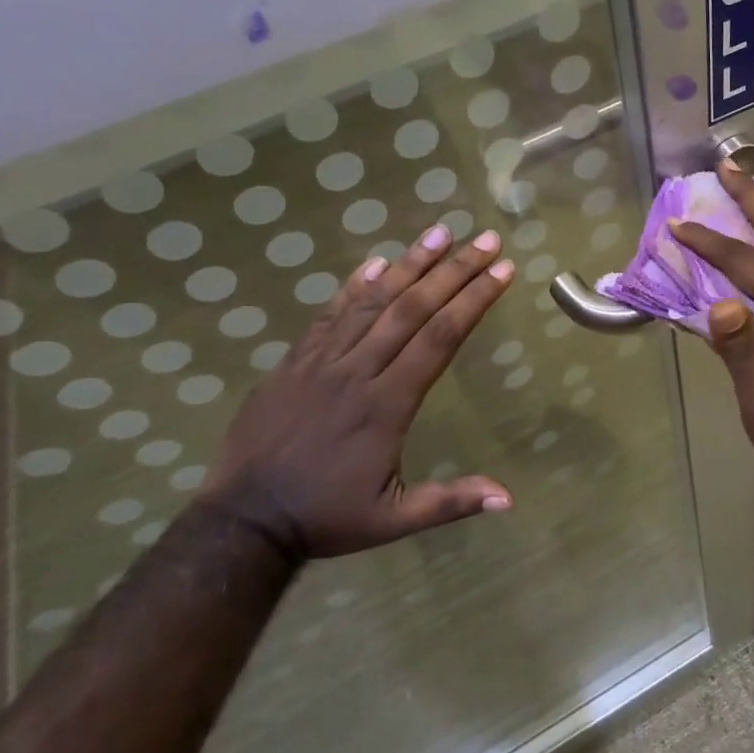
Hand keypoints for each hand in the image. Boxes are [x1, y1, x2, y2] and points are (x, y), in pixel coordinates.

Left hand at [199, 222, 516, 560]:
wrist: (243, 521)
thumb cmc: (325, 518)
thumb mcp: (393, 520)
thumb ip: (451, 502)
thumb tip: (509, 499)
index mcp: (388, 405)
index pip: (440, 338)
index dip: (473, 301)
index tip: (502, 271)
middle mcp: (358, 371)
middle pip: (413, 308)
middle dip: (455, 270)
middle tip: (487, 240)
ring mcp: (322, 361)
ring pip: (372, 301)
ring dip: (410, 264)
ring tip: (440, 232)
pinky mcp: (294, 362)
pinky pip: (328, 314)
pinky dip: (353, 286)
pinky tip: (375, 262)